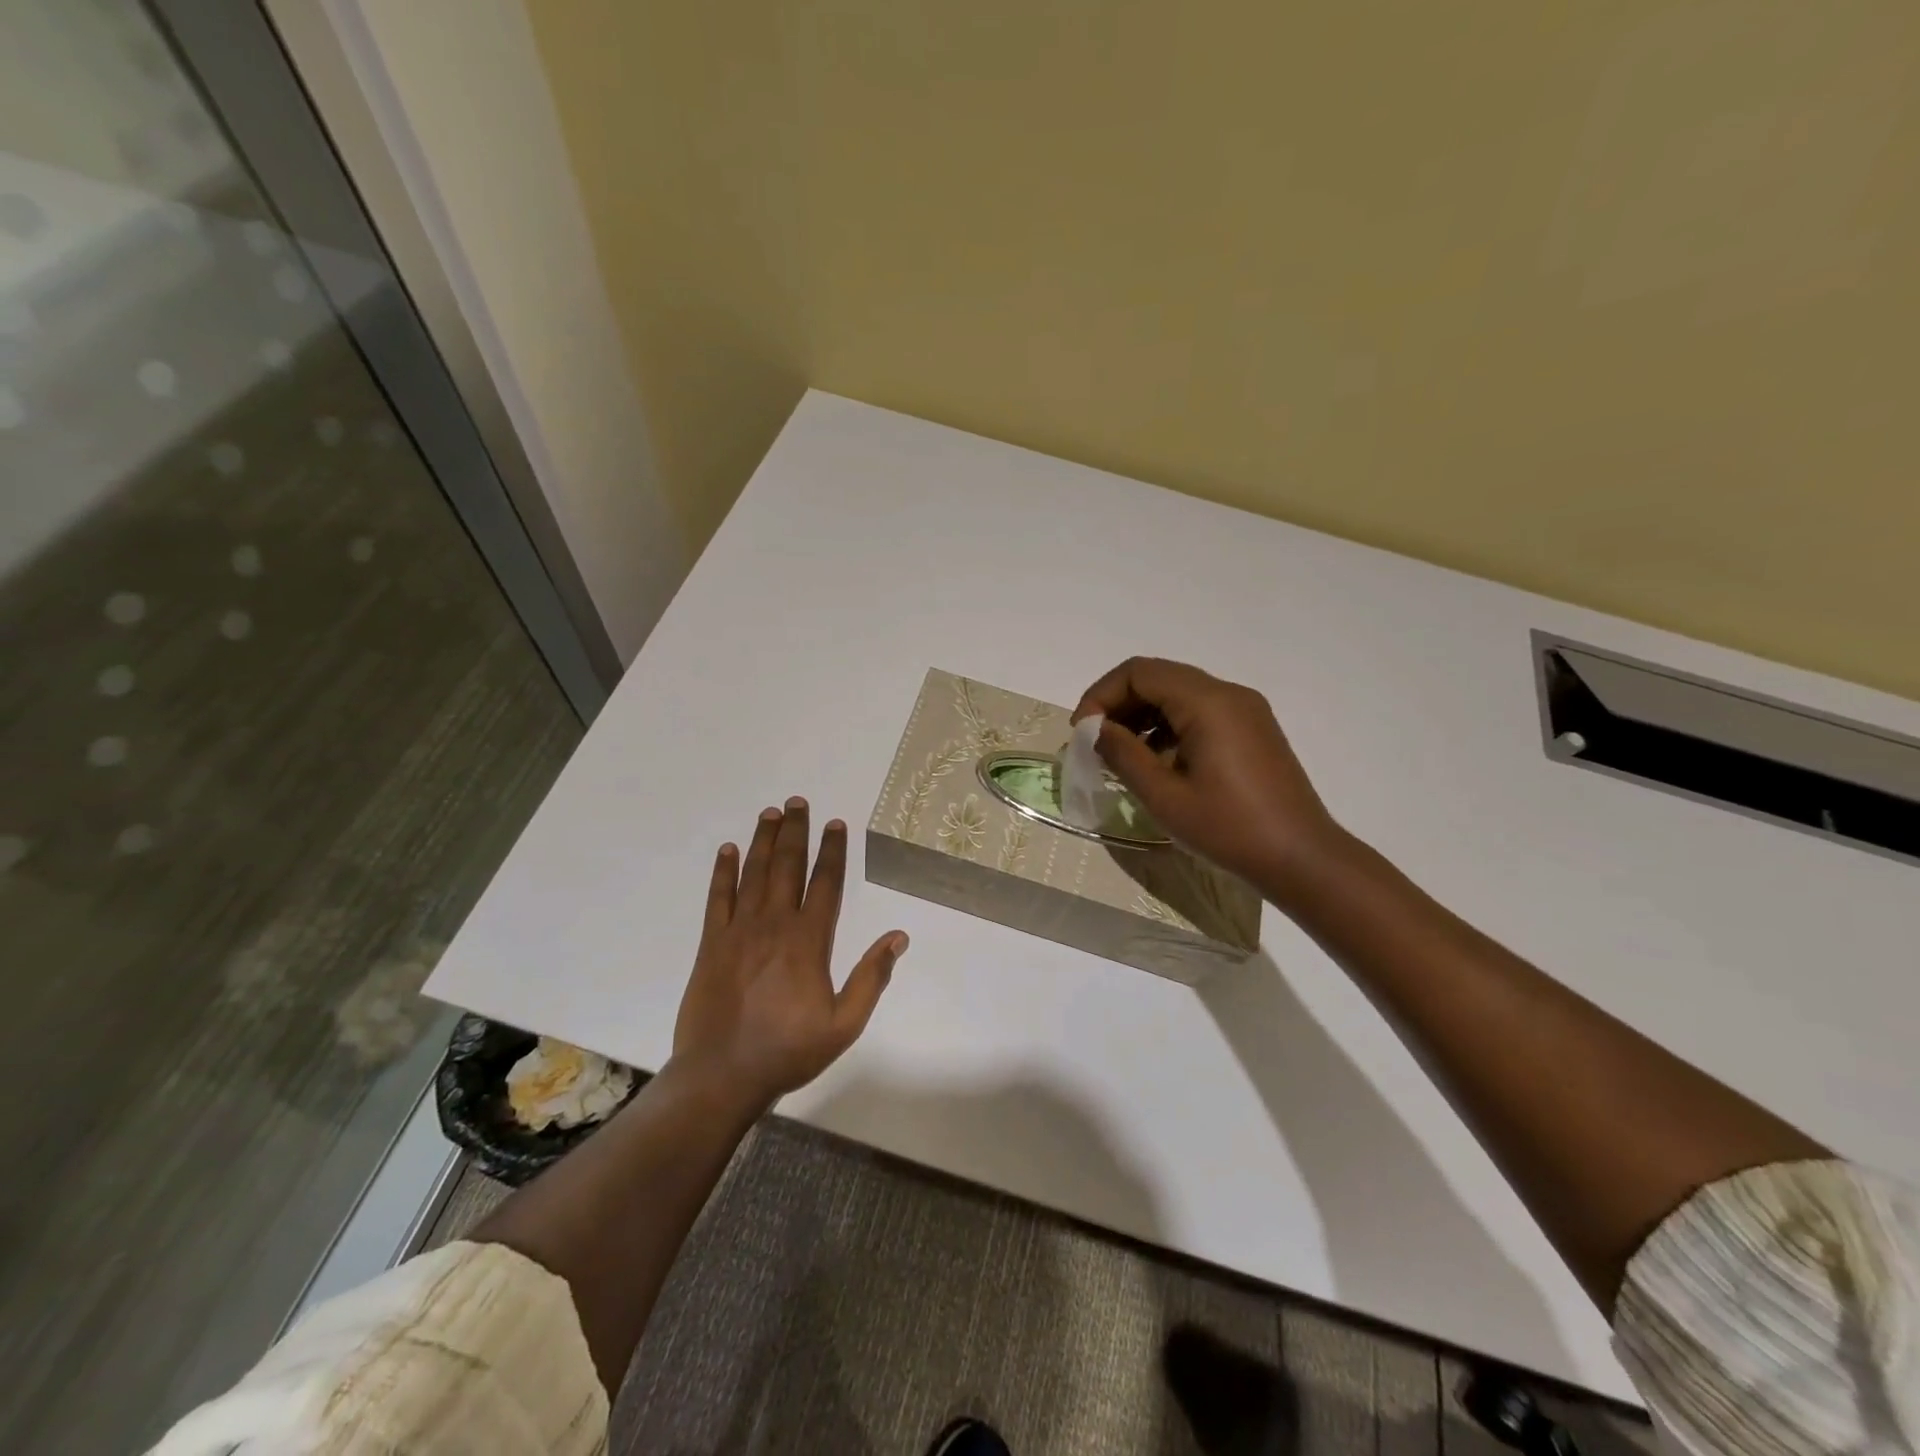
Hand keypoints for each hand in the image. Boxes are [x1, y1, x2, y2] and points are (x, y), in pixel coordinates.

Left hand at [672, 798, 907, 1112]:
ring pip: (754, 873)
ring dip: (763, 841)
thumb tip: (898, 937)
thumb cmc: (788, 1050)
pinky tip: (728, 851)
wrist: (722, 1075)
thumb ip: (872, 978)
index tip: (835, 824)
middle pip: (788, 866)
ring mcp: (739, 931)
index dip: (832, 851)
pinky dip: (723, 872)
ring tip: (771, 813)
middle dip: (796, 831)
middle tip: (798, 801)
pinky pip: (717, 898)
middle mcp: (775, 924)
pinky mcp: (710, 944)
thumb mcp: (844, 1024)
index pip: (826, 883)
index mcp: (809, 941)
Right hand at [1073, 657, 1342, 898]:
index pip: (1140, 672)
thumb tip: (1095, 729)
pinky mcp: (1253, 729)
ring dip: (1143, 716)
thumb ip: (1123, 754)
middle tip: (1096, 743)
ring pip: (1178, 694)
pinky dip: (1169, 727)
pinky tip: (1158, 763)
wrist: (1301, 859)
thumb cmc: (1229, 829)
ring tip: (1121, 756)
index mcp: (1208, 702)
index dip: (1102, 695)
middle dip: (1119, 704)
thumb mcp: (1164, 796)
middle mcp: (1228, 694)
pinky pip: (1200, 711)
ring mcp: (1245, 710)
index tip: (1082, 732)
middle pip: (1159, 677)